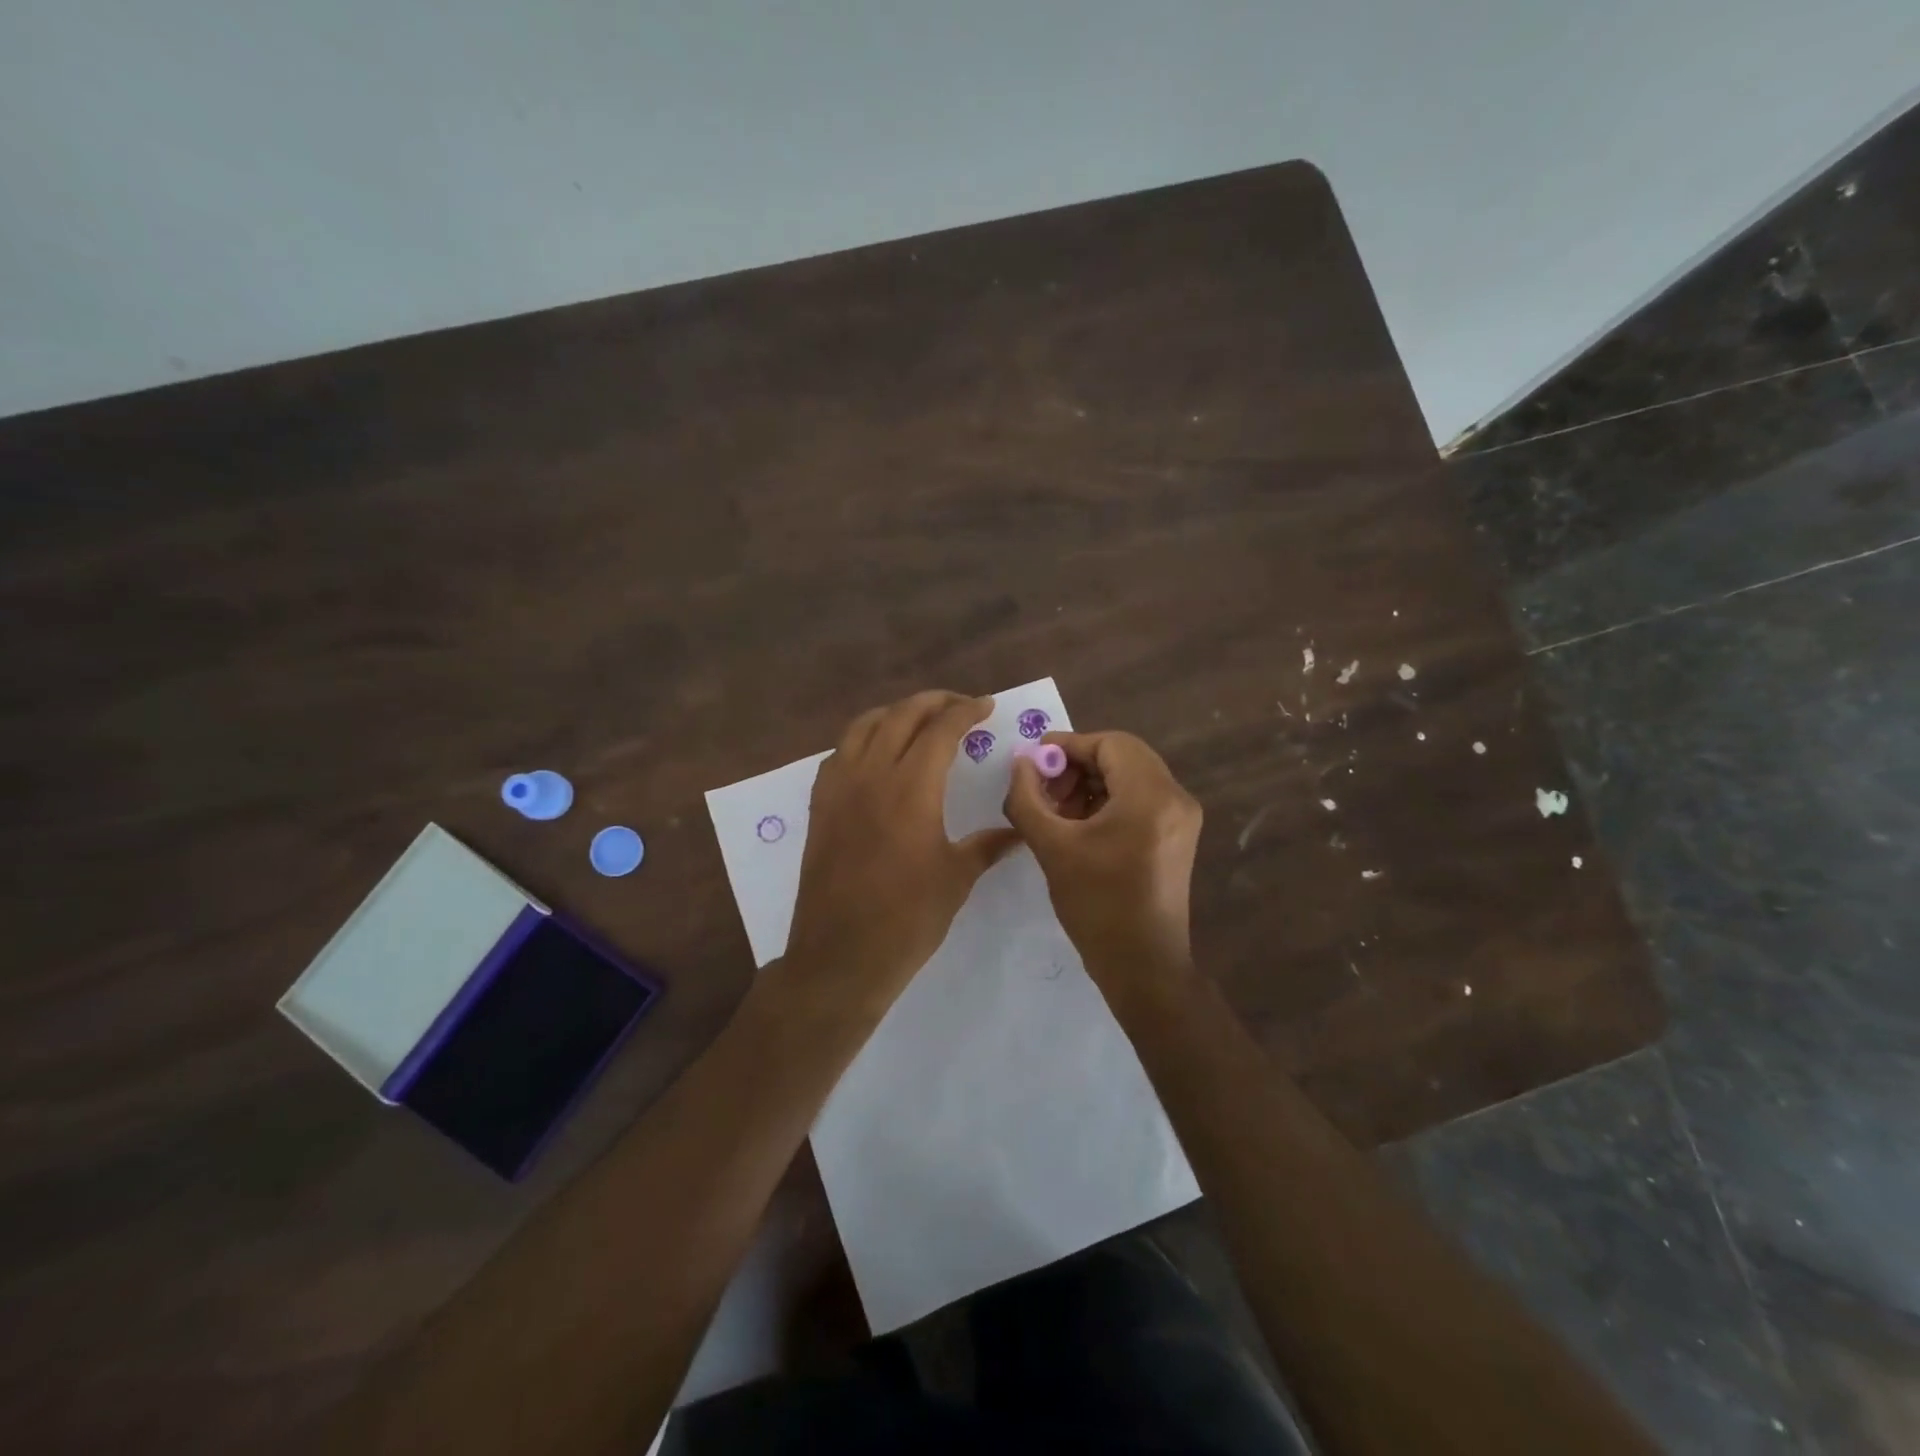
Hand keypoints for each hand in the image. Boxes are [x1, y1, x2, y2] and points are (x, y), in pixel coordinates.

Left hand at [777, 691, 1019, 1021]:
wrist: (841, 955)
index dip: (966, 710)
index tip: (987, 706)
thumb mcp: (957, 878)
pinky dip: (863, 740)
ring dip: (895, 714)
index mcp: (911, 788)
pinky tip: (877, 756)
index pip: (941, 729)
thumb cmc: (907, 918)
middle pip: (901, 716)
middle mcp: (872, 774)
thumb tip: (1018, 831)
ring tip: (918, 721)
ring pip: (864, 726)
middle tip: (960, 707)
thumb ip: (988, 845)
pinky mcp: (820, 806)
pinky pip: (840, 754)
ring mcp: (839, 788)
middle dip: (934, 702)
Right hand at [1003, 730, 1202, 1001]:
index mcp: (1151, 795)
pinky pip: (1140, 799)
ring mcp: (1181, 818)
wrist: (1143, 966)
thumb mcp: (1052, 847)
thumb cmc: (1097, 905)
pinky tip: (1080, 825)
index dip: (1068, 745)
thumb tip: (1021, 764)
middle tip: (1044, 789)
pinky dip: (1108, 801)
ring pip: (1131, 776)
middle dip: (1078, 765)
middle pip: (1123, 756)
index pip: (1109, 743)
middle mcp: (1175, 797)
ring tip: (1057, 810)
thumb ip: (1028, 798)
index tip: (1033, 761)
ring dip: (1091, 783)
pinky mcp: (1177, 836)